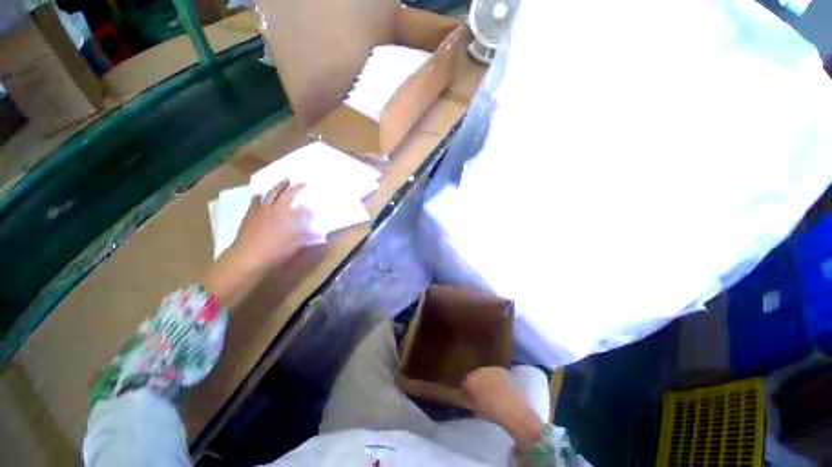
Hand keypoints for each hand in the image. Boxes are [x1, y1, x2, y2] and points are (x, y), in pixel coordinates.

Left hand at [201, 180, 314, 305]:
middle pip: (277, 192)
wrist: (249, 257)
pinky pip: (253, 204)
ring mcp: (257, 212)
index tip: (305, 183)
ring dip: (271, 189)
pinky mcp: (248, 218)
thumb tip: (317, 225)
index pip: (292, 195)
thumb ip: (308, 233)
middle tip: (289, 179)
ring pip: (265, 196)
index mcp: (284, 212)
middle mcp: (271, 208)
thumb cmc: (277, 250)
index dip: (298, 188)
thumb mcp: (298, 242)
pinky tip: (258, 197)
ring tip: (276, 186)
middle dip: (284, 184)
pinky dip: (257, 198)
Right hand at [462, 367, 544, 447]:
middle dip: (477, 383)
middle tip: (482, 394)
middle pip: (475, 375)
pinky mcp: (502, 370)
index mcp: (470, 379)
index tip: (471, 398)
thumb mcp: (475, 408)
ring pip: (485, 373)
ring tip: (493, 392)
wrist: (513, 410)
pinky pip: (495, 374)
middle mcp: (479, 370)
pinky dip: (496, 379)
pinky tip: (501, 389)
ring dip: (487, 380)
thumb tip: (467, 394)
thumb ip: (469, 398)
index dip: (468, 390)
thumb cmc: (491, 412)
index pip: (465, 382)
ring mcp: (491, 368)